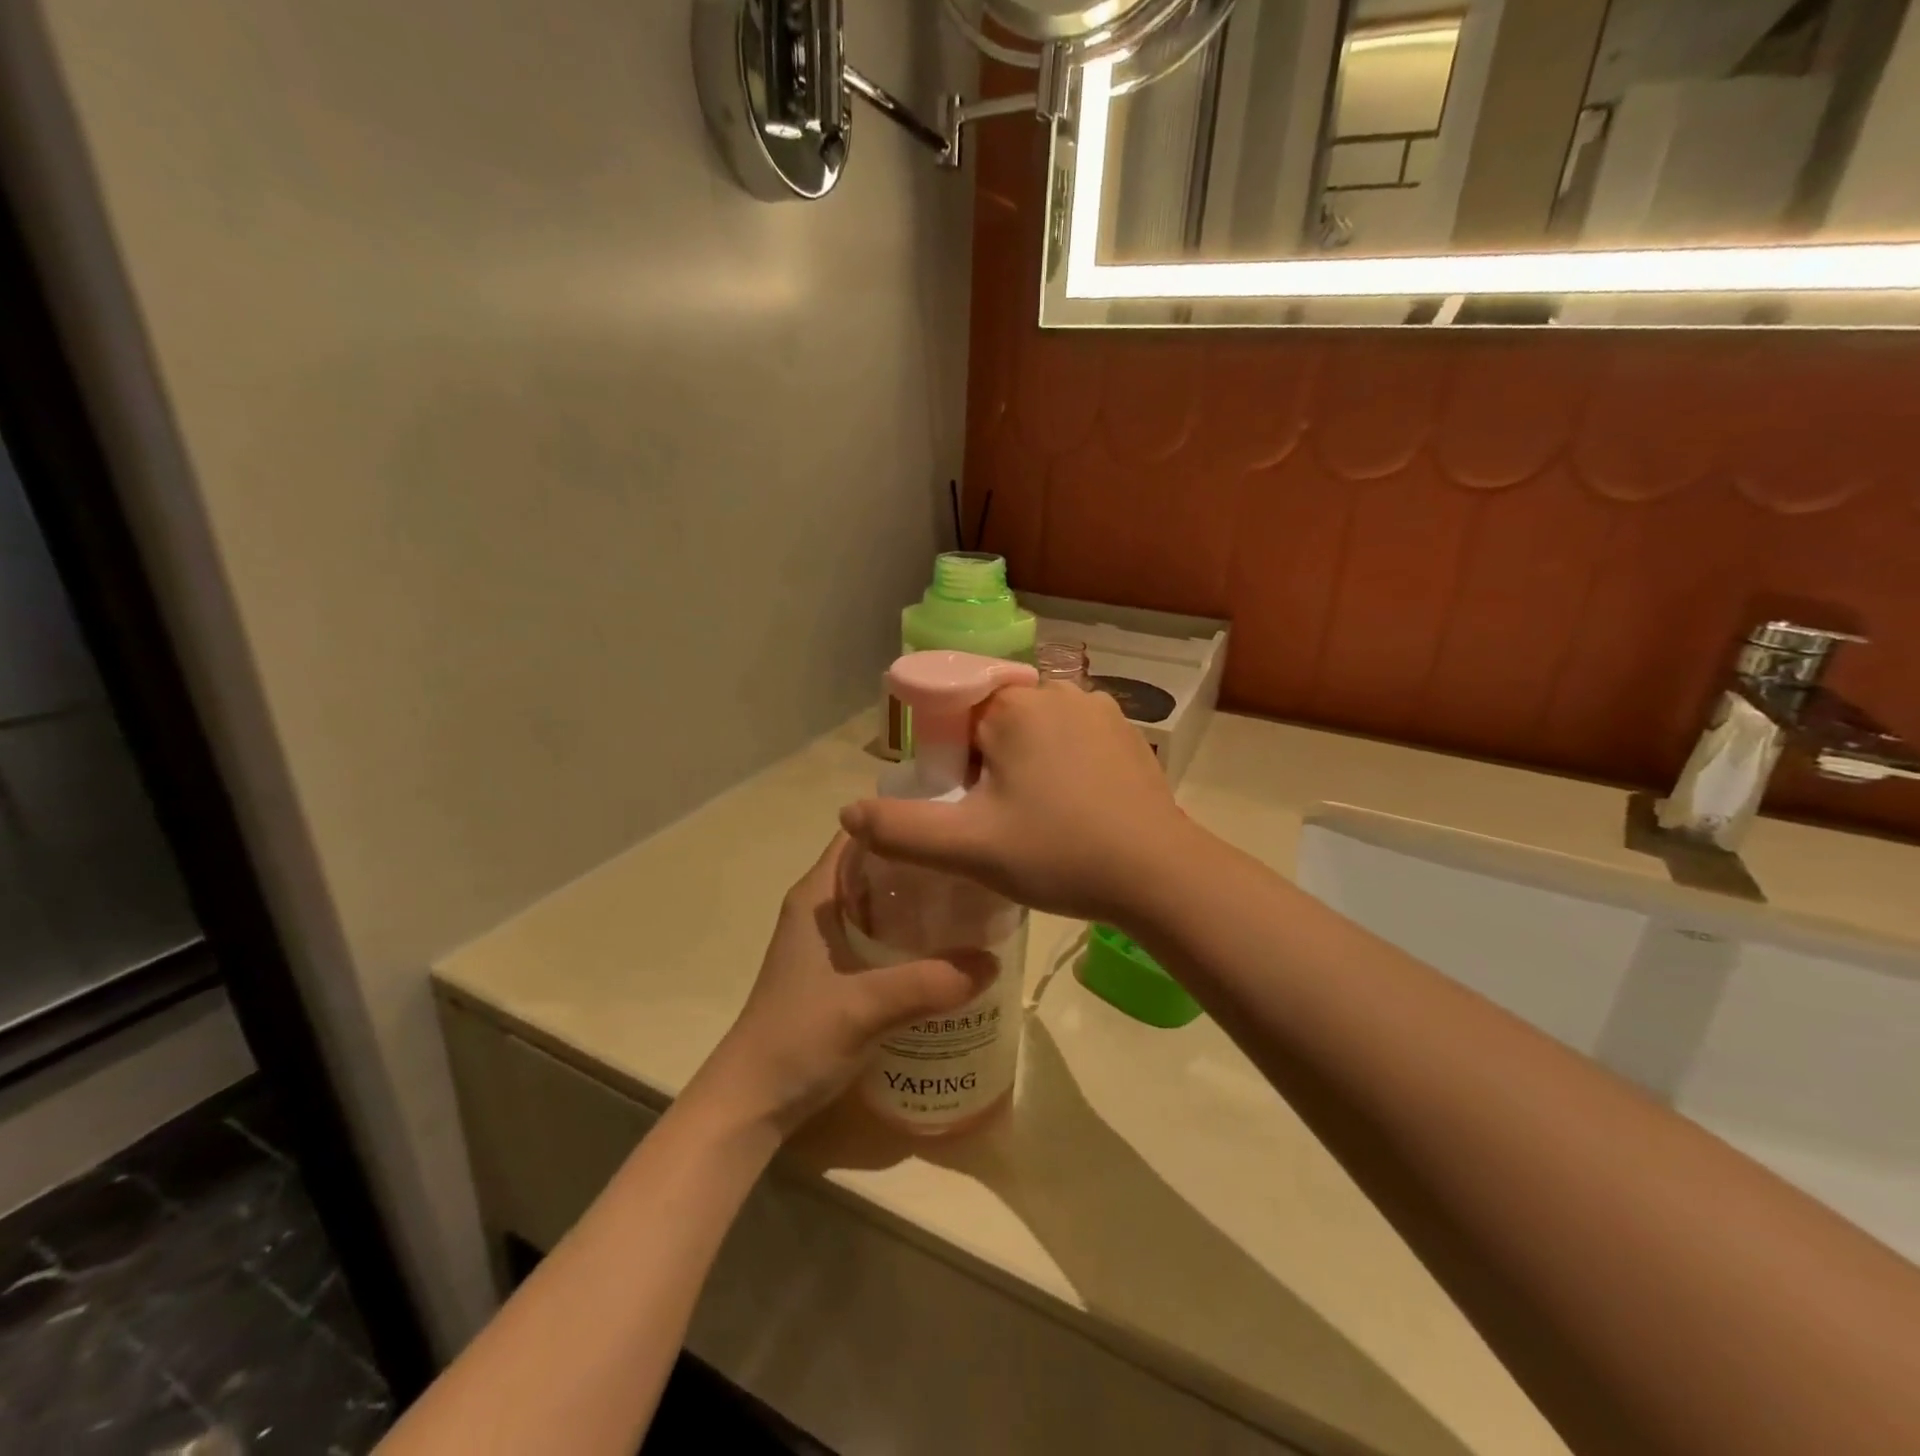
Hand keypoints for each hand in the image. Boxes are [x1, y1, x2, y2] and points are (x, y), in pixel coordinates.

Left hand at [685, 835, 997, 1139]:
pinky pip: (882, 935)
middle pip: (879, 864)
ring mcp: (829, 940)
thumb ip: (929, 983)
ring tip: (973, 901)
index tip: (954, 821)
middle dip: (924, 862)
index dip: (904, 820)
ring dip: (921, 900)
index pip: (862, 832)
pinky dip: (912, 934)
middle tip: (976, 864)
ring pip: (882, 901)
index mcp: (818, 894)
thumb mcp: (867, 1006)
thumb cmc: (798, 1037)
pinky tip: (947, 949)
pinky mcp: (838, 970)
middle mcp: (822, 906)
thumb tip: (993, 962)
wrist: (753, 1101)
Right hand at [839, 683, 1192, 923]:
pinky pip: (1073, 740)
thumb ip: (900, 831)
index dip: (948, 760)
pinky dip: (1061, 766)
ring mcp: (1100, 710)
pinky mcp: (1128, 734)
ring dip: (1024, 766)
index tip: (965, 805)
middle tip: (999, 821)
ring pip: (1035, 731)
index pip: (954, 715)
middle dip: (985, 764)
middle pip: (994, 721)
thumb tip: (847, 813)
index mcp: (1015, 706)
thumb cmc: (1060, 854)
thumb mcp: (970, 849)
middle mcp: (1058, 693)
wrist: (1160, 876)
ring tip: (1038, 820)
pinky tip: (1074, 810)